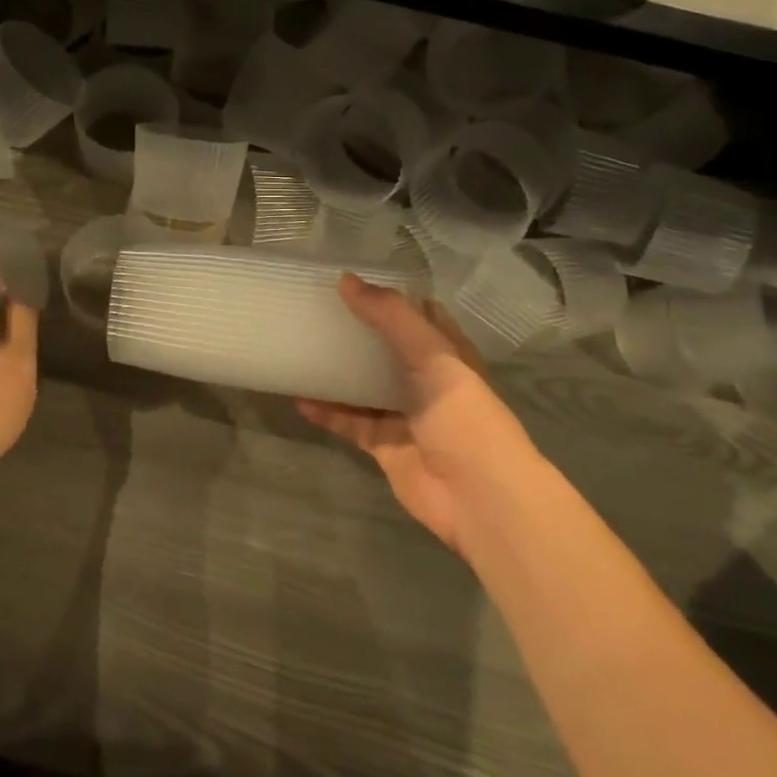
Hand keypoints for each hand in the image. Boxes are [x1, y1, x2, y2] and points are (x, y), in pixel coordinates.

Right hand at [298, 274, 535, 558]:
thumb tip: (346, 280)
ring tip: (299, 348)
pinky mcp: (384, 444)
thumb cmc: (464, 417)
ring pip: (363, 385)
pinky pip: (349, 421)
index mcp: (447, 354)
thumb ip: (391, 317)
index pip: (418, 314)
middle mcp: (426, 381)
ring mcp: (404, 414)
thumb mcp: (433, 356)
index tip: (352, 279)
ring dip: (336, 371)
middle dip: (355, 331)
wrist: (478, 498)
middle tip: (314, 309)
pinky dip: (327, 411)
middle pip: (385, 348)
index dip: (390, 297)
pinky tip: (298, 398)